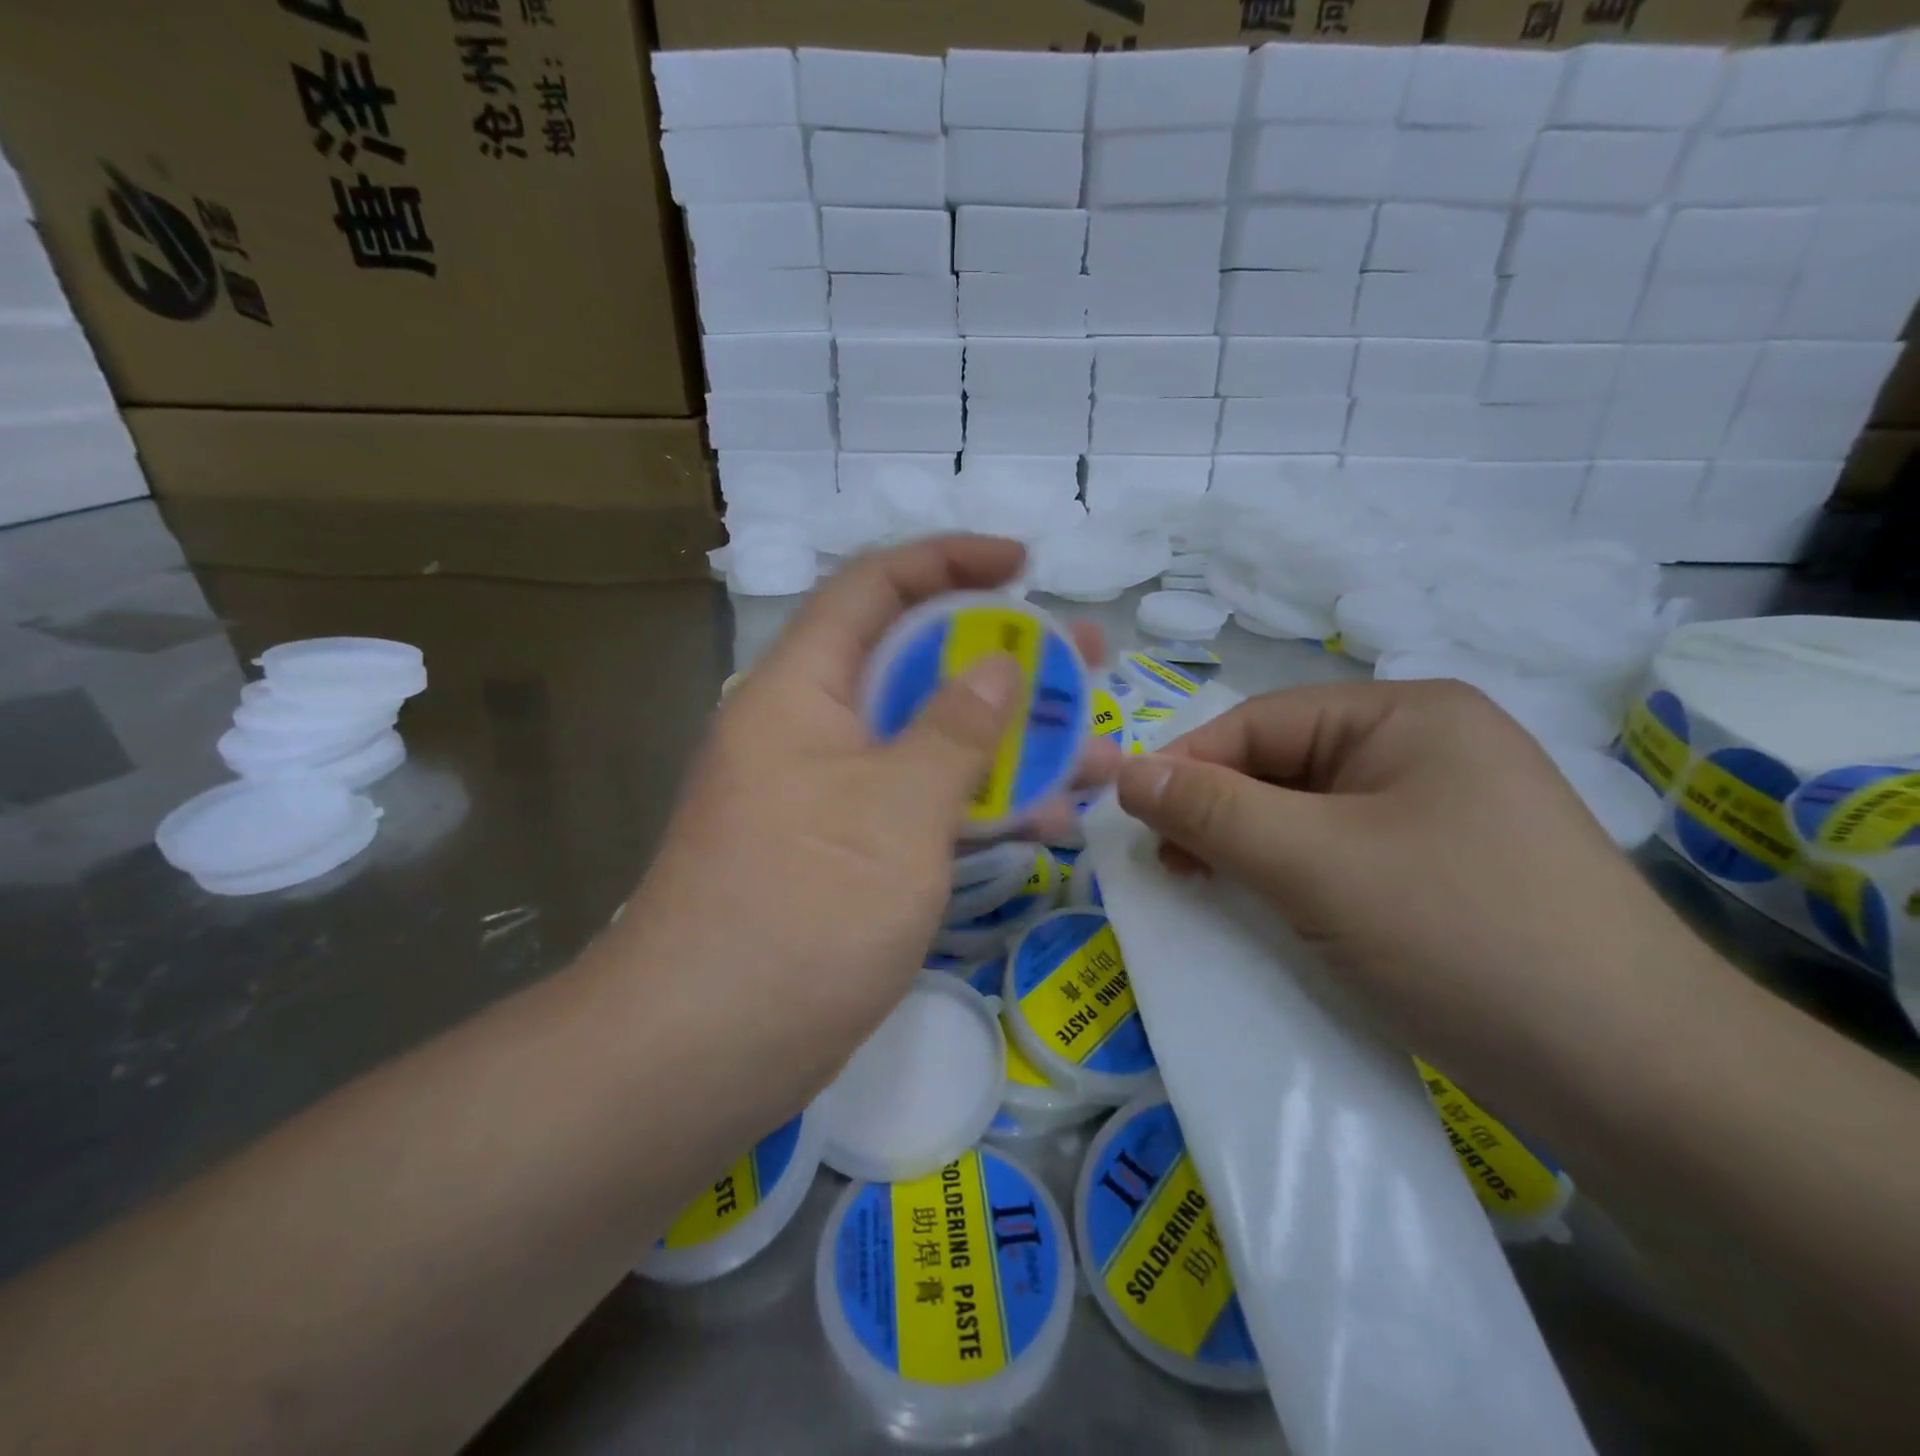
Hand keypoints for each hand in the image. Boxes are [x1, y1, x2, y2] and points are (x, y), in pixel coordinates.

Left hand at [627, 536, 1115, 1086]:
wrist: (704, 1049)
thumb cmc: (802, 909)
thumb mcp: (898, 809)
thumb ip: (956, 730)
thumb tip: (999, 665)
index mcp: (802, 689)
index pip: (875, 589)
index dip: (949, 562)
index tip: (1023, 566)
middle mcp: (812, 729)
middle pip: (915, 665)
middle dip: (1003, 659)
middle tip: (1082, 660)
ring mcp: (830, 795)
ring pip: (929, 742)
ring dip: (1007, 742)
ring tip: (1092, 747)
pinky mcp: (846, 853)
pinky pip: (921, 804)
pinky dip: (978, 804)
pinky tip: (1047, 819)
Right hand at [1115, 680, 1706, 1080]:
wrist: (1641, 1083)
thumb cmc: (1463, 936)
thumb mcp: (1316, 864)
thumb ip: (1212, 812)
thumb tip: (1124, 773)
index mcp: (1407, 715)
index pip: (1261, 722)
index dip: (1188, 765)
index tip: (1130, 819)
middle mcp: (1424, 749)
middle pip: (1282, 766)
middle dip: (1217, 811)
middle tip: (1167, 865)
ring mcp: (1437, 814)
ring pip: (1305, 816)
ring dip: (1247, 848)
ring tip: (1204, 887)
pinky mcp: (1439, 875)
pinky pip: (1336, 857)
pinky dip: (1288, 877)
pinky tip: (1262, 908)